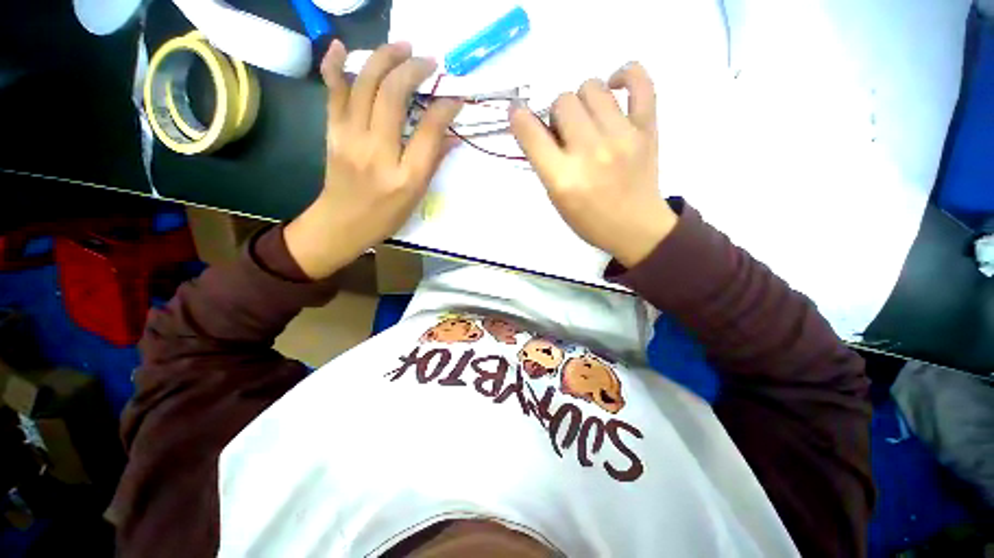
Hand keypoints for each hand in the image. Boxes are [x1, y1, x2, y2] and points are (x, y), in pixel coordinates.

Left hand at [285, 41, 460, 278]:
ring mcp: (350, 138)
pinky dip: (334, 65)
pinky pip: (332, 92)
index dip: (444, 107)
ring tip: (402, 46)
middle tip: (429, 61)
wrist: (343, 223)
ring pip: (363, 85)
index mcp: (405, 175)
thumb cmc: (386, 215)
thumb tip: (452, 134)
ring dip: (384, 58)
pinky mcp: (332, 132)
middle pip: (392, 96)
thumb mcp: (417, 195)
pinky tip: (339, 45)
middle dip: (413, 70)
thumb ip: (434, 161)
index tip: (455, 96)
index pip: (427, 130)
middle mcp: (377, 152)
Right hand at [509, 62, 676, 267]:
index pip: (530, 133)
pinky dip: (626, 74)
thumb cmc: (589, 220)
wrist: (635, 228)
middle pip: (563, 101)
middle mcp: (590, 153)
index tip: (519, 113)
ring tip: (590, 119)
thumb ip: (545, 162)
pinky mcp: (647, 128)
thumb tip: (540, 125)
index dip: (519, 117)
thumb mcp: (556, 199)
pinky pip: (640, 80)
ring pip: (592, 87)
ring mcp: (622, 137)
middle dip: (558, 115)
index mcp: (563, 178)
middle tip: (567, 132)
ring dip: (583, 101)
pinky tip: (615, 87)